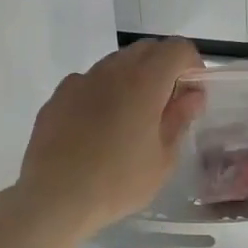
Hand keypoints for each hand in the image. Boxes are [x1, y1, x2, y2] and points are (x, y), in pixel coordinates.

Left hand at [17, 39, 205, 235]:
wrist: (54, 197)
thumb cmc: (118, 182)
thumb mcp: (163, 159)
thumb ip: (179, 119)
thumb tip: (191, 96)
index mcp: (144, 82)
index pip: (177, 49)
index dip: (192, 65)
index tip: (193, 92)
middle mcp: (112, 71)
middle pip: (146, 49)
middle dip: (164, 67)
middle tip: (167, 104)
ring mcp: (81, 80)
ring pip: (116, 63)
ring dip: (133, 78)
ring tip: (132, 118)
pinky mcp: (58, 96)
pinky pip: (89, 82)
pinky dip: (104, 93)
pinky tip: (99, 127)